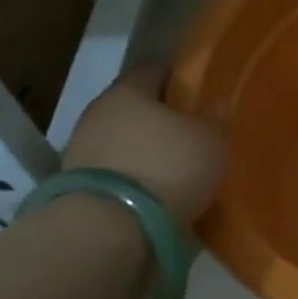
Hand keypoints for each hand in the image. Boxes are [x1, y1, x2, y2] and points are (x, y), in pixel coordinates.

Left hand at [62, 66, 226, 225]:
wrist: (111, 227)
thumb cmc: (166, 167)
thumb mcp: (211, 139)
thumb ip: (215, 118)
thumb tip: (217, 103)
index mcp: (128, 90)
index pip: (156, 70)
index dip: (182, 78)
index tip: (204, 91)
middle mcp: (99, 112)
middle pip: (138, 107)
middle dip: (165, 117)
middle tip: (197, 130)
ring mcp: (83, 150)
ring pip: (126, 140)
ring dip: (149, 149)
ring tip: (181, 165)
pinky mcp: (80, 186)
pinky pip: (119, 171)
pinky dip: (138, 176)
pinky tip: (160, 189)